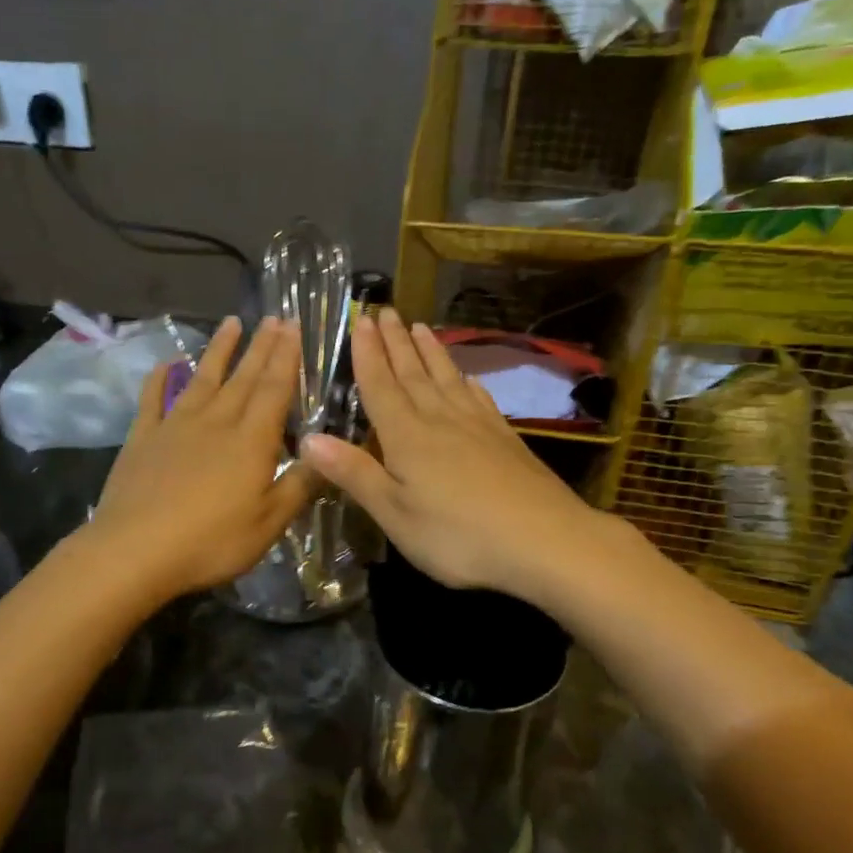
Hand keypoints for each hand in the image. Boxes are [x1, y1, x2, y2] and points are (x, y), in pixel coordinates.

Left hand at [85, 315, 311, 600]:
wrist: (134, 551)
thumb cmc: (211, 542)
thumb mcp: (269, 523)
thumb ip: (299, 485)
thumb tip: (325, 452)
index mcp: (250, 441)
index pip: (274, 389)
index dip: (286, 358)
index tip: (294, 327)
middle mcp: (215, 422)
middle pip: (243, 377)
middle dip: (261, 346)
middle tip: (274, 317)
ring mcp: (175, 426)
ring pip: (203, 379)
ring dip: (219, 350)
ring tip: (232, 323)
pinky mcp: (143, 438)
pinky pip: (153, 399)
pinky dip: (160, 378)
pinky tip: (167, 363)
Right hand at [300, 307, 595, 594]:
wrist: (545, 541)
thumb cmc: (458, 536)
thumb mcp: (394, 513)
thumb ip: (354, 473)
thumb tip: (308, 438)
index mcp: (407, 436)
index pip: (381, 386)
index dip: (368, 354)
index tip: (361, 321)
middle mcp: (440, 420)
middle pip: (413, 373)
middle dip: (396, 342)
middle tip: (386, 310)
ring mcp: (478, 426)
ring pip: (447, 378)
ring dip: (430, 352)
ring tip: (420, 327)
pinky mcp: (506, 439)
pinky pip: (479, 398)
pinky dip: (467, 382)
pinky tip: (466, 377)